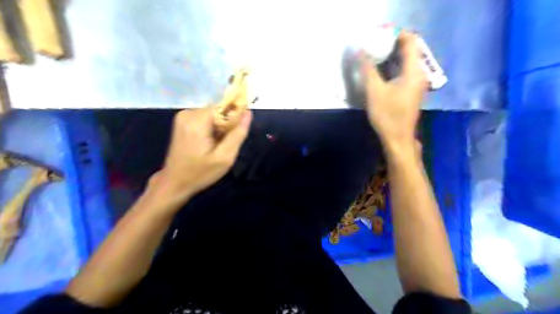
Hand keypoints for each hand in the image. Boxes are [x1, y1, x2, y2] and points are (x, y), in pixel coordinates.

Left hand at [151, 106, 251, 205]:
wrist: (175, 182)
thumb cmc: (200, 173)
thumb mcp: (225, 158)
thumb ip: (238, 134)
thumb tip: (248, 113)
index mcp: (196, 121)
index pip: (224, 107)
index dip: (234, 119)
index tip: (235, 135)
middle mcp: (187, 113)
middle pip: (217, 110)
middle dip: (226, 124)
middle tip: (225, 144)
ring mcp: (182, 116)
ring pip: (212, 114)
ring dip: (219, 127)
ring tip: (217, 145)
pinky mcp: (182, 121)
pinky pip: (204, 118)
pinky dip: (211, 128)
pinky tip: (209, 143)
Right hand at [361, 31, 427, 150]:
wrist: (398, 138)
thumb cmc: (387, 115)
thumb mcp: (374, 91)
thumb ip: (368, 69)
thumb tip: (361, 51)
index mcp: (414, 71)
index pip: (410, 41)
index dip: (396, 35)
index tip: (379, 37)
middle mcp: (420, 74)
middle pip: (409, 50)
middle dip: (391, 46)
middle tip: (373, 46)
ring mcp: (418, 83)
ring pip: (406, 62)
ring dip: (392, 57)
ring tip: (375, 57)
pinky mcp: (412, 91)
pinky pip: (405, 71)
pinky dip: (394, 67)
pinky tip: (381, 72)